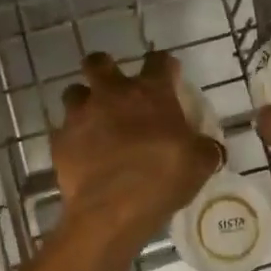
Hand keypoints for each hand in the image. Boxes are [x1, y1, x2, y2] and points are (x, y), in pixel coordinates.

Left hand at [51, 51, 220, 233]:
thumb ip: (204, 147)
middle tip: (114, 88)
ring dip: (84, 102)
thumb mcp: (199, 163)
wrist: (111, 209)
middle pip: (99, 62)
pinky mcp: (60, 139)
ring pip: (74, 92)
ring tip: (93, 120)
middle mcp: (112, 93)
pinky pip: (64, 130)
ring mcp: (81, 114)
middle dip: (104, 68)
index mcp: (150, 92)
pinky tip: (83, 153)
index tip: (168, 76)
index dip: (163, 66)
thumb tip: (209, 146)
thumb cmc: (161, 178)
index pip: (158, 61)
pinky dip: (73, 137)